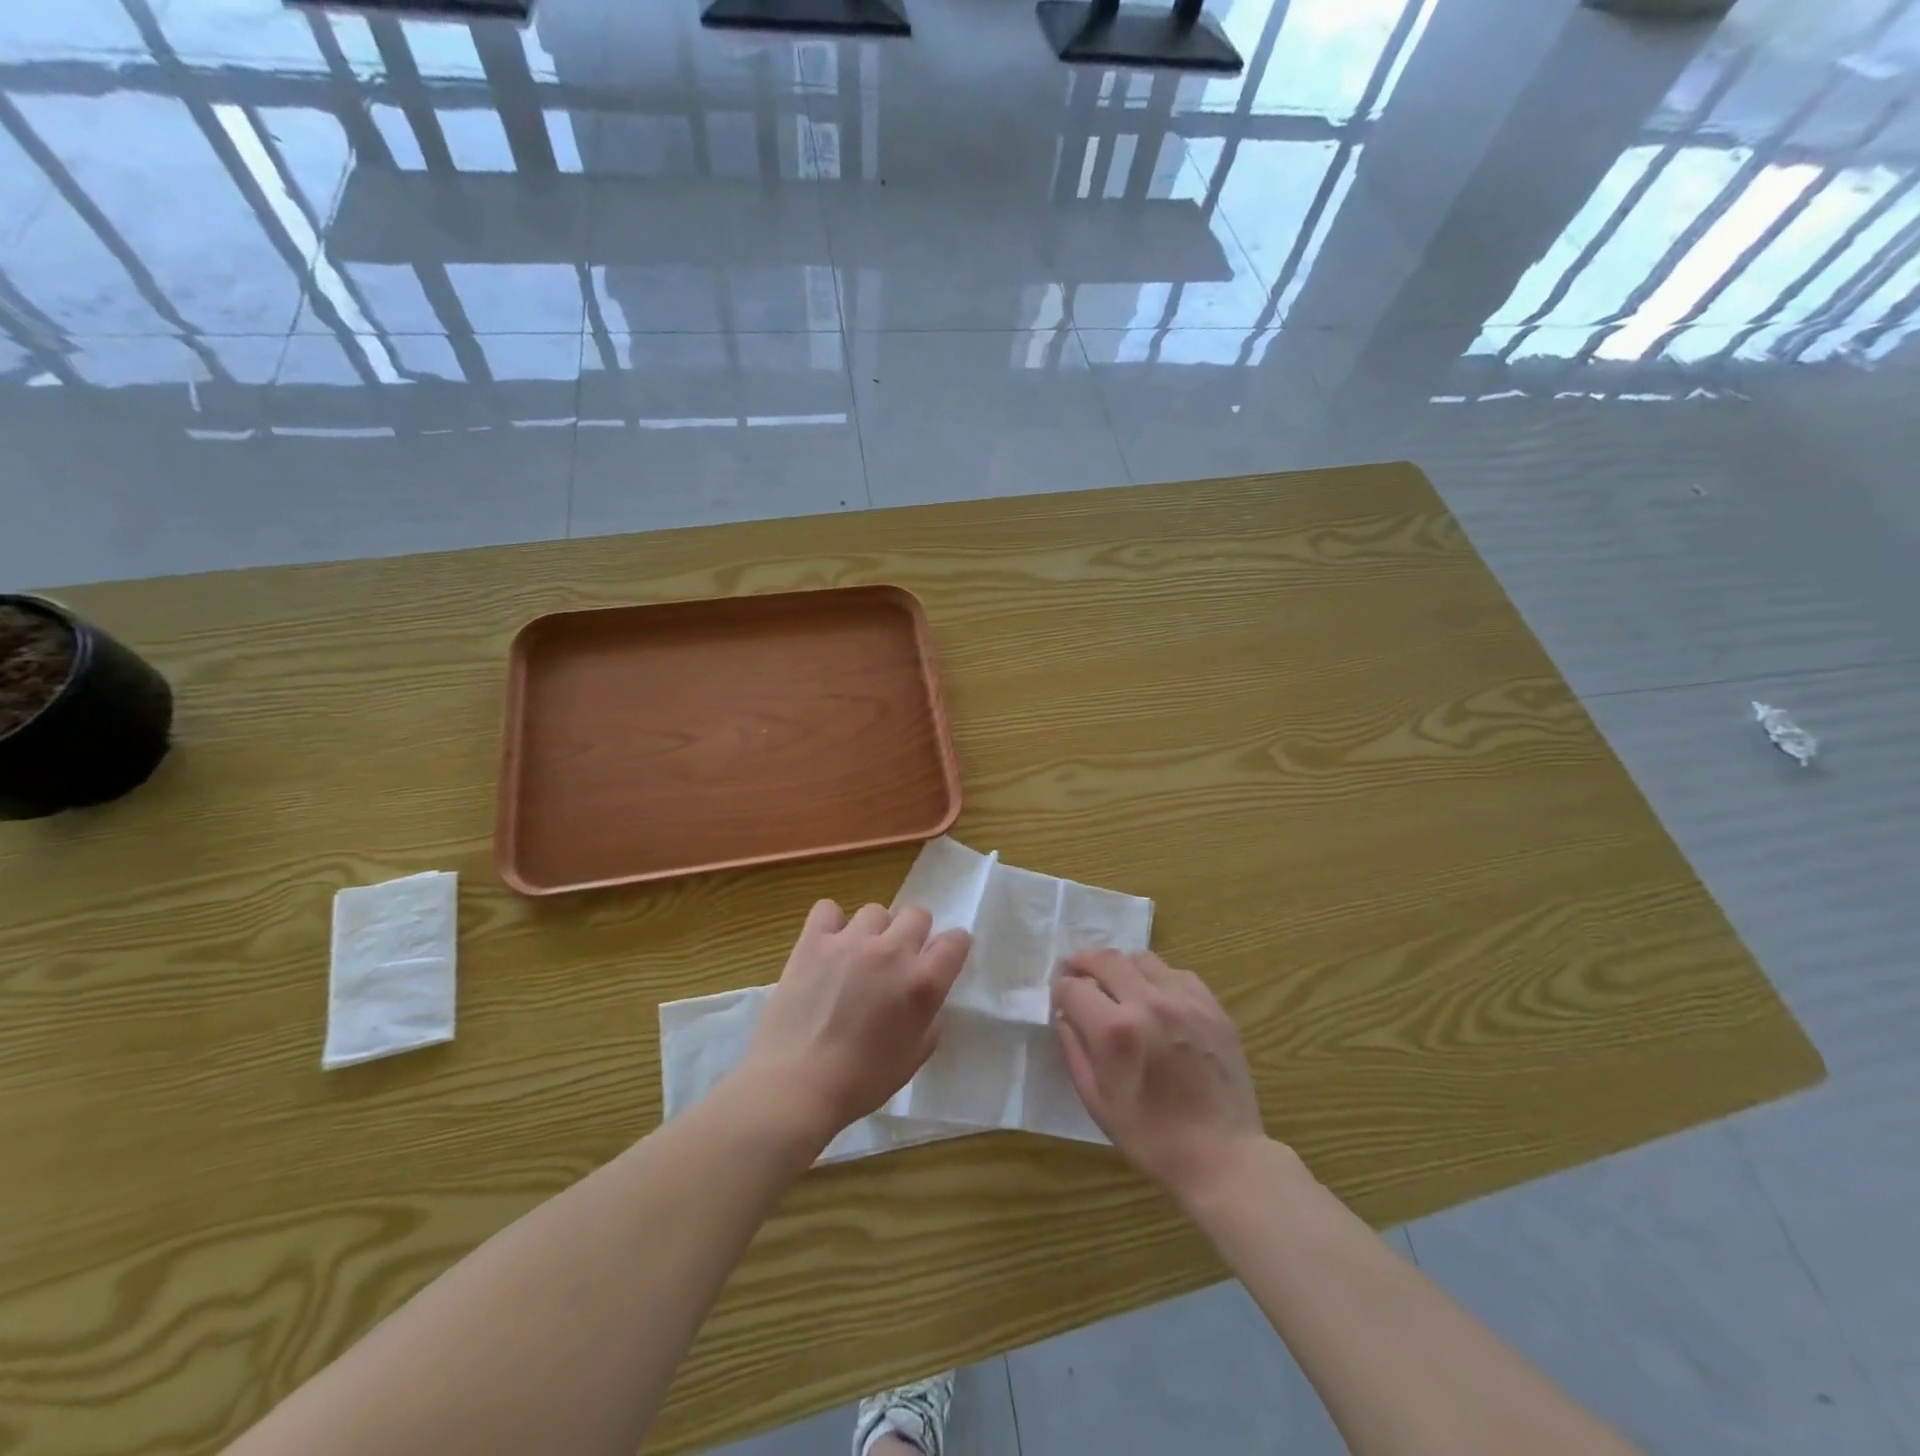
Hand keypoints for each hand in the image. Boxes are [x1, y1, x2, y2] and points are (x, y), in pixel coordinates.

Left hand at [739, 899, 971, 1145]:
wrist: (795, 1086)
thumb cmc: (860, 1082)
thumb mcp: (913, 1058)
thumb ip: (929, 1020)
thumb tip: (925, 999)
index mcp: (922, 983)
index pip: (955, 941)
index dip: (952, 948)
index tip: (941, 960)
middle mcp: (892, 951)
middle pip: (917, 914)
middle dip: (914, 933)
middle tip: (898, 959)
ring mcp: (851, 941)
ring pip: (875, 911)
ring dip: (874, 931)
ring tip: (859, 956)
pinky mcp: (813, 941)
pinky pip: (828, 909)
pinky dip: (831, 923)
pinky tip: (828, 945)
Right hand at [1053, 948, 1266, 1205]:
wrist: (1223, 1157)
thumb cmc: (1151, 1138)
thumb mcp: (1097, 1101)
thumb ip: (1074, 1050)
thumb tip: (1065, 1015)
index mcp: (1116, 1030)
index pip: (1073, 988)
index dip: (1060, 991)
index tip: (1060, 999)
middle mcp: (1149, 1003)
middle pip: (1106, 959)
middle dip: (1083, 963)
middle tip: (1077, 974)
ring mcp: (1186, 1001)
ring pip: (1142, 959)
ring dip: (1121, 967)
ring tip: (1118, 985)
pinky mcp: (1213, 1006)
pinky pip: (1177, 973)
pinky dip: (1158, 978)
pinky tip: (1157, 1000)